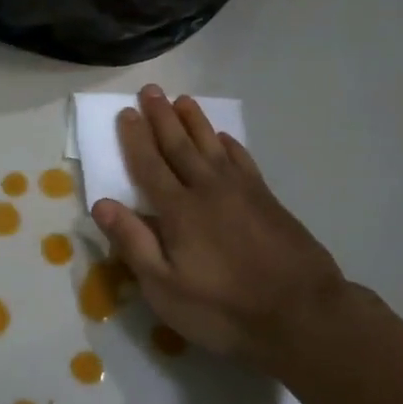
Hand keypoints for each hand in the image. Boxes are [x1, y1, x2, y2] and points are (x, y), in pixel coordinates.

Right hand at [92, 85, 344, 369]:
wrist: (301, 313)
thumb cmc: (224, 308)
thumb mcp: (166, 288)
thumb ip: (134, 243)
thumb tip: (101, 203)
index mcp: (178, 210)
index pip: (149, 165)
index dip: (135, 139)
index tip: (125, 112)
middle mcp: (207, 189)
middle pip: (179, 145)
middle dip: (162, 117)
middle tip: (151, 90)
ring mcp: (241, 191)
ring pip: (211, 145)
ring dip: (195, 121)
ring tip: (182, 100)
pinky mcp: (267, 199)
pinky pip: (242, 159)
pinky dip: (230, 144)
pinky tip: (224, 137)